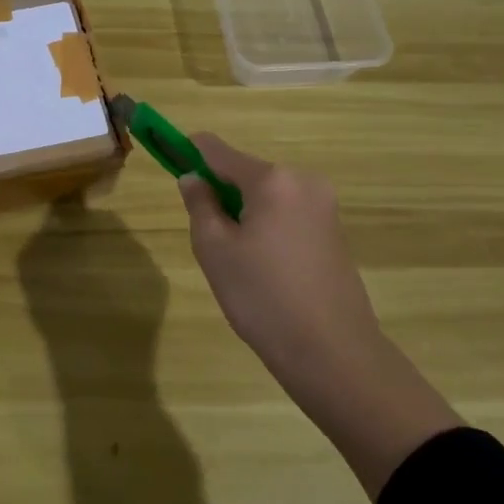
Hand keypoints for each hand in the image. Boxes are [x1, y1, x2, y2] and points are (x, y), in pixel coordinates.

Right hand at [179, 134, 461, 496]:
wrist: (332, 352)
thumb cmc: (262, 297)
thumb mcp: (215, 250)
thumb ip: (199, 204)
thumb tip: (193, 178)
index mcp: (272, 180)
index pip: (219, 151)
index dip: (190, 151)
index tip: (169, 158)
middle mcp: (303, 181)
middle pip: (246, 173)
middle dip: (221, 193)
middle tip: (209, 238)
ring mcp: (324, 206)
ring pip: (267, 196)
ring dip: (244, 212)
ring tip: (238, 262)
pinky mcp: (334, 231)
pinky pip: (287, 214)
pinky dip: (267, 227)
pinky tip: (264, 269)